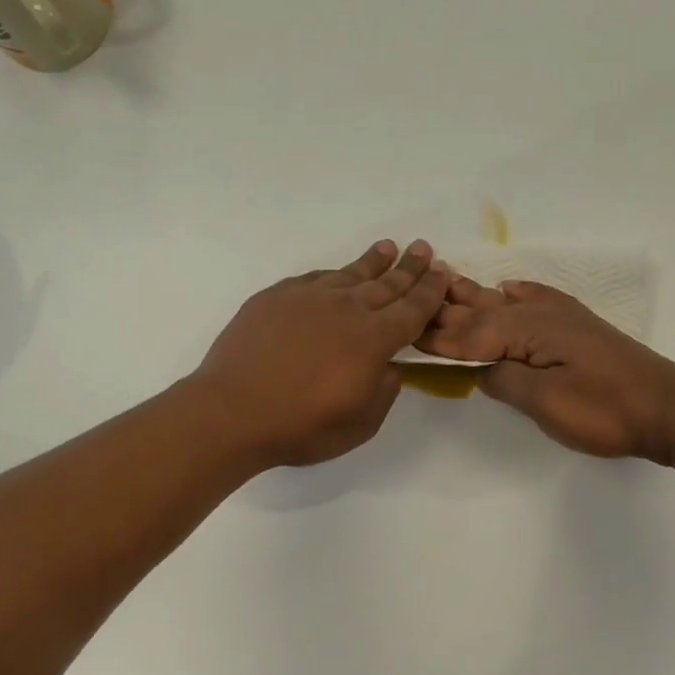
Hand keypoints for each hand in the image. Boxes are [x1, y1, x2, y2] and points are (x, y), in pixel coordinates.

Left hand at [195, 240, 452, 468]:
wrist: (232, 411)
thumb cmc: (302, 426)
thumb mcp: (362, 422)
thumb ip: (384, 389)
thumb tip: (386, 365)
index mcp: (373, 339)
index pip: (412, 308)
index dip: (431, 290)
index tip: (443, 273)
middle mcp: (346, 309)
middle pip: (386, 284)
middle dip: (409, 267)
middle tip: (423, 248)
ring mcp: (308, 298)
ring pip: (349, 275)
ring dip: (373, 262)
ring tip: (388, 248)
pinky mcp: (276, 297)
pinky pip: (314, 279)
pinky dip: (333, 276)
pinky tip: (337, 275)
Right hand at [417, 278, 674, 461]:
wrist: (668, 406)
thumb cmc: (605, 410)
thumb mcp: (548, 403)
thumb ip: (507, 380)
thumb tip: (482, 369)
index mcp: (528, 331)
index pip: (470, 335)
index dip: (437, 337)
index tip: (404, 332)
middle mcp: (540, 315)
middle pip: (482, 311)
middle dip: (445, 308)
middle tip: (410, 297)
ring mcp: (561, 318)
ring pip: (505, 301)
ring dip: (473, 294)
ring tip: (444, 278)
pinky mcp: (578, 326)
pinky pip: (539, 298)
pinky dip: (518, 292)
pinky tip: (508, 286)